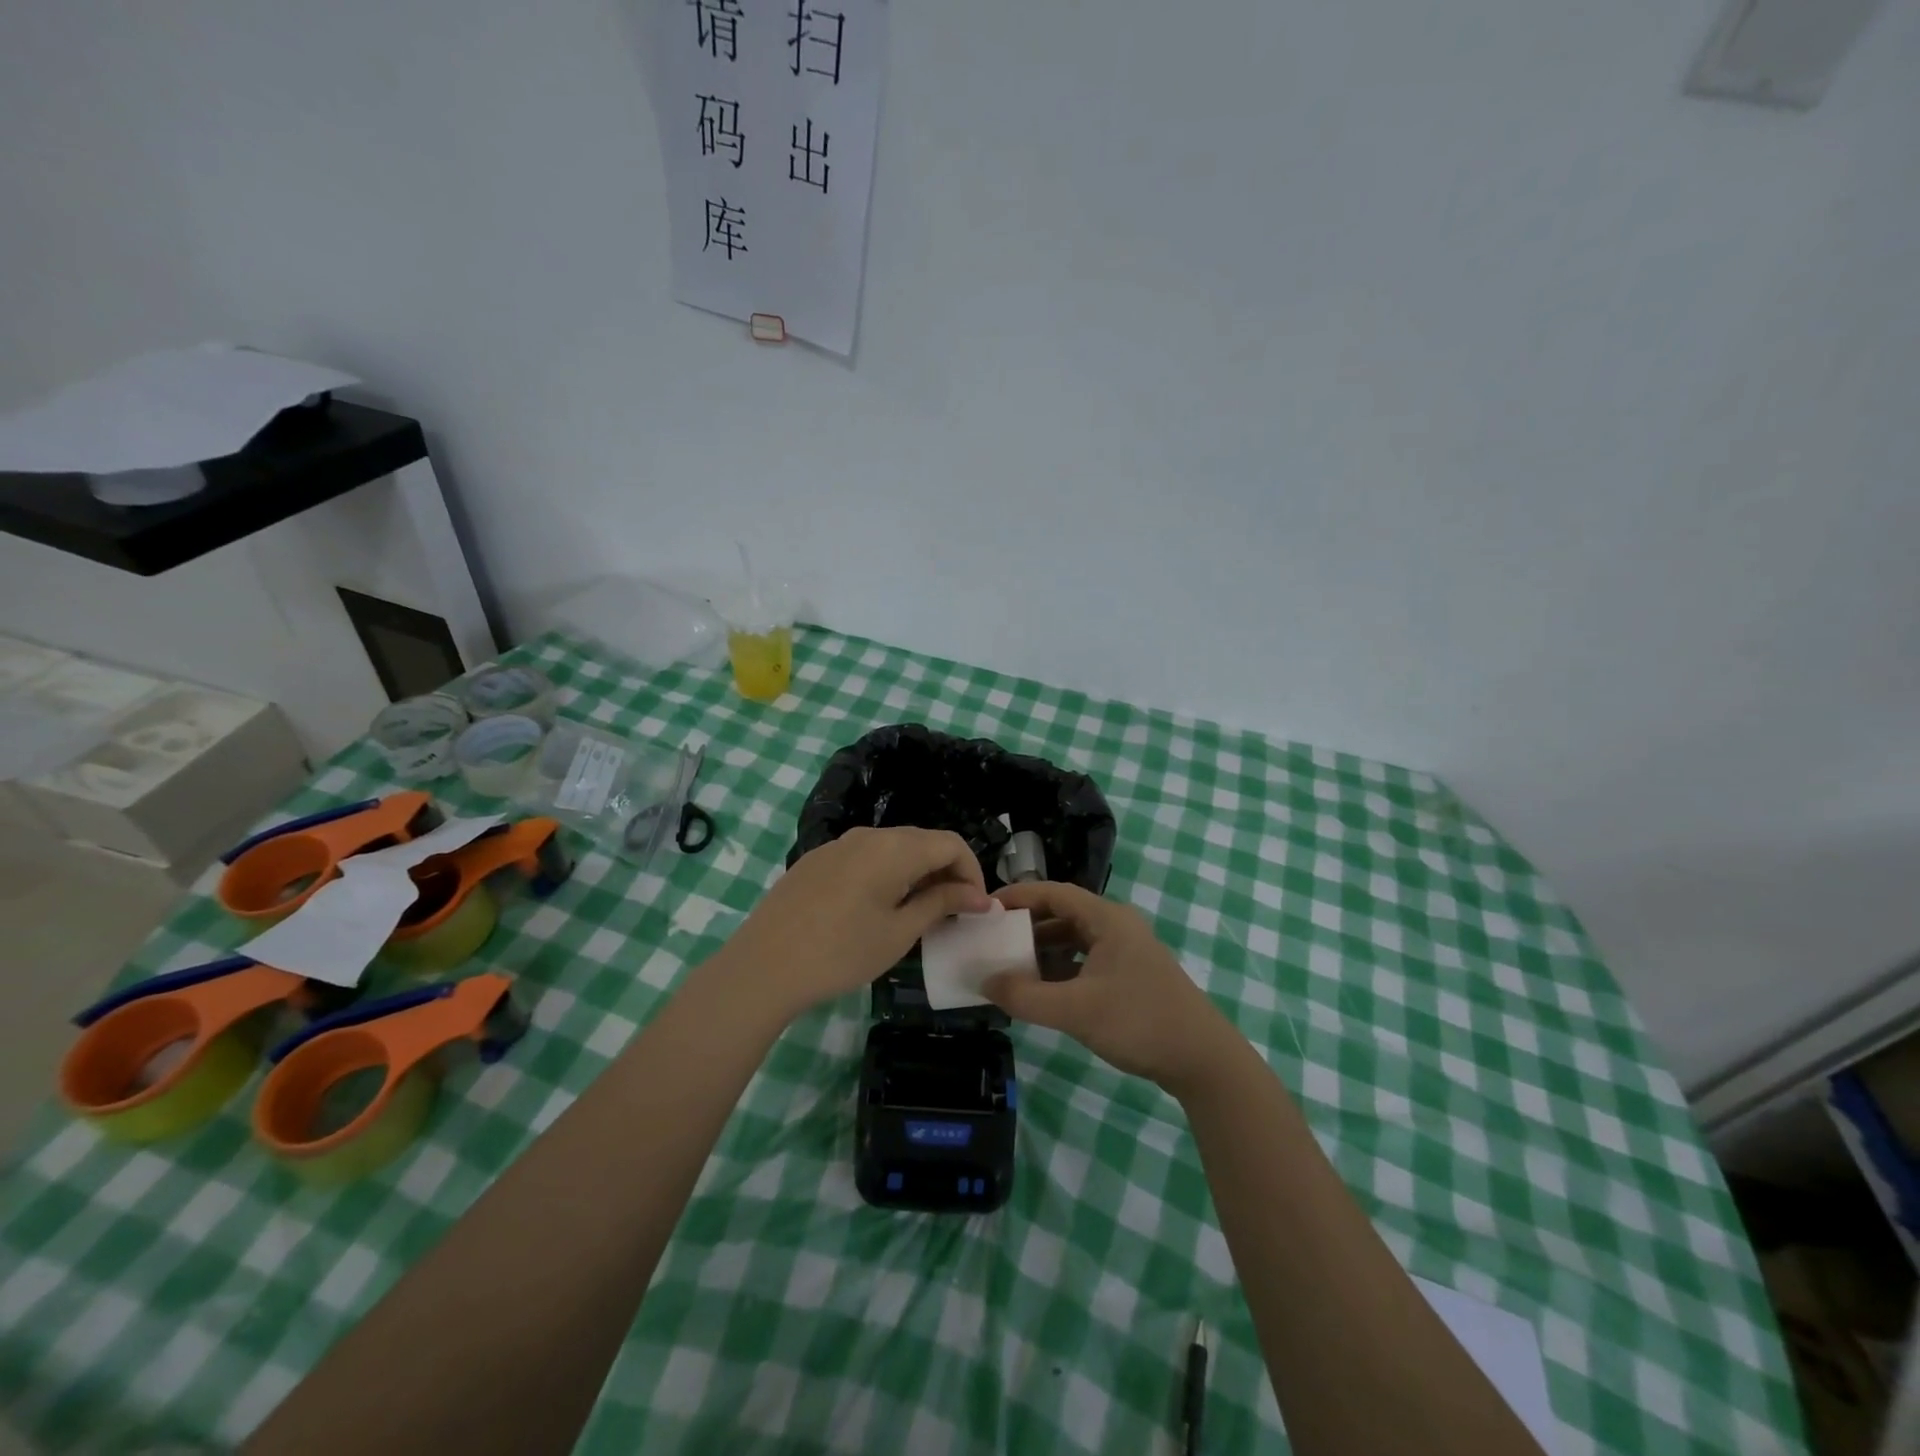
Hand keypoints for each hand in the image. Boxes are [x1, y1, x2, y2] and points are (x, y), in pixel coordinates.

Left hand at [713, 827, 989, 1020]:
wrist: (763, 965)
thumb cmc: (841, 952)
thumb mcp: (899, 932)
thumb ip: (941, 904)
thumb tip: (978, 895)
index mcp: (894, 848)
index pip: (951, 843)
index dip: (972, 872)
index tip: (976, 907)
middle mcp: (868, 835)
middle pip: (922, 841)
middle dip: (946, 872)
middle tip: (954, 913)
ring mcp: (838, 845)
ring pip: (893, 849)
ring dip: (917, 873)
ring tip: (919, 913)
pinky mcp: (817, 860)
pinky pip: (865, 857)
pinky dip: (887, 874)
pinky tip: (878, 908)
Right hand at [984, 881, 1236, 1093]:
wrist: (1203, 1060)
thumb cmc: (1139, 1022)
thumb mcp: (1076, 1010)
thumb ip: (1026, 997)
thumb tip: (985, 982)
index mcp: (1107, 919)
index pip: (1054, 892)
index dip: (1019, 896)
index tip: (987, 908)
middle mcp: (1117, 926)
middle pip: (1063, 914)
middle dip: (1027, 925)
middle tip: (993, 939)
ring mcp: (1126, 951)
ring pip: (1074, 939)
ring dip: (1043, 950)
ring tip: (1010, 966)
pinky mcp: (1131, 975)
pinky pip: (1086, 960)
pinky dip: (1061, 969)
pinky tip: (1043, 989)